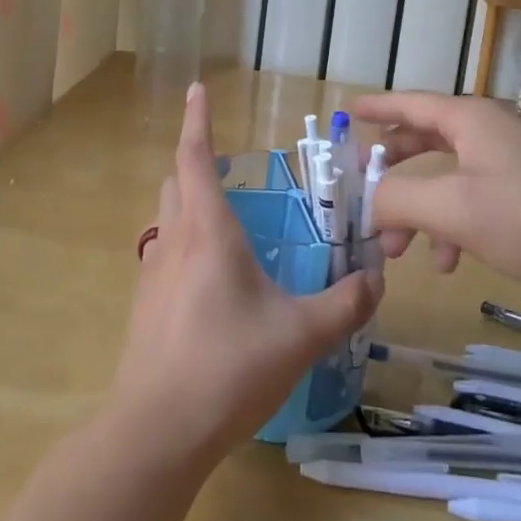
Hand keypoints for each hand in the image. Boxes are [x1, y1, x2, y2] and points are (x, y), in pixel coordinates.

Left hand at [111, 83, 382, 462]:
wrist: (157, 432)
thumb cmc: (230, 367)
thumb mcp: (301, 335)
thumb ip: (345, 305)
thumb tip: (376, 279)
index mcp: (209, 231)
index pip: (195, 158)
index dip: (198, 120)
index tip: (197, 88)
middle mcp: (175, 242)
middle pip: (176, 183)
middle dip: (195, 163)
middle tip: (224, 166)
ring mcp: (153, 274)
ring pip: (167, 219)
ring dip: (188, 206)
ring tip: (224, 222)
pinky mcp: (145, 307)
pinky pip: (164, 256)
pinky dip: (185, 246)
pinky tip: (210, 283)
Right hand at [353, 91, 520, 306]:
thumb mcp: (454, 208)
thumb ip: (398, 200)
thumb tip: (365, 202)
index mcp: (467, 121)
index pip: (409, 104)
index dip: (376, 108)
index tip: (347, 112)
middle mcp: (485, 134)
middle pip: (423, 140)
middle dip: (390, 171)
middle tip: (361, 190)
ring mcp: (508, 165)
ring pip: (444, 178)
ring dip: (416, 209)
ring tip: (396, 251)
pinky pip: (470, 202)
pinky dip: (449, 226)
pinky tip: (446, 262)